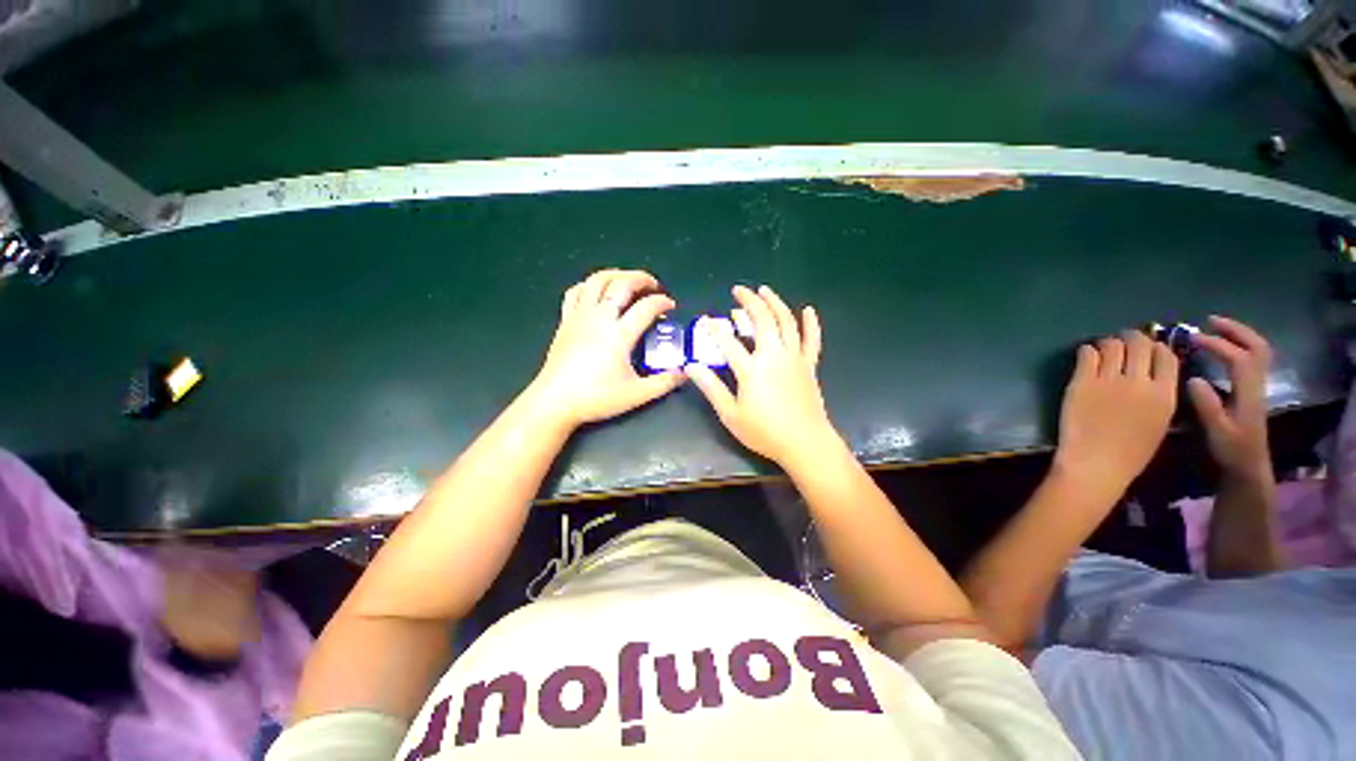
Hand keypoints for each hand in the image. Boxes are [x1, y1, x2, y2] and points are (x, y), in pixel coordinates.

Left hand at [529, 269, 684, 427]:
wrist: (555, 402)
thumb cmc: (596, 398)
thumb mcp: (636, 395)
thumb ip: (664, 383)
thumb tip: (684, 373)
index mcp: (619, 334)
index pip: (646, 307)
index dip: (662, 302)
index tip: (670, 307)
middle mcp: (600, 318)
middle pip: (622, 283)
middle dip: (642, 278)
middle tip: (654, 286)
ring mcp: (580, 316)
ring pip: (597, 280)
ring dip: (616, 274)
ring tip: (628, 281)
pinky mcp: (565, 320)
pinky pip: (576, 292)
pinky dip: (589, 285)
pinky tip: (598, 292)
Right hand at [686, 285, 834, 466]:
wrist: (805, 443)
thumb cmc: (764, 431)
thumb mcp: (730, 414)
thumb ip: (711, 388)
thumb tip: (690, 367)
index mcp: (752, 369)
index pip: (728, 341)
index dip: (714, 329)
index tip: (704, 319)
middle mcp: (774, 356)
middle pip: (762, 320)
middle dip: (749, 301)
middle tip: (738, 290)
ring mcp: (794, 358)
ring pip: (786, 322)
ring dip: (775, 303)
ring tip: (764, 290)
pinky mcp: (809, 365)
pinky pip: (811, 340)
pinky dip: (811, 323)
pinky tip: (808, 309)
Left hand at [1053, 331, 1178, 497]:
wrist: (1096, 463)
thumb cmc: (1130, 452)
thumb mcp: (1159, 422)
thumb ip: (1158, 395)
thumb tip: (1151, 375)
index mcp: (1165, 395)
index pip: (1166, 356)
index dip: (1156, 347)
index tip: (1147, 348)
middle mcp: (1139, 382)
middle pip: (1140, 344)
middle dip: (1132, 339)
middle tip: (1123, 342)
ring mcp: (1109, 380)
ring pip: (1112, 344)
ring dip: (1108, 343)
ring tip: (1103, 350)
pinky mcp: (1082, 382)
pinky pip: (1087, 354)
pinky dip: (1088, 350)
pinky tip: (1087, 356)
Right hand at [1187, 316, 1272, 477]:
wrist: (1248, 467)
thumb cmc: (1231, 450)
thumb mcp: (1217, 431)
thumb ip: (1207, 405)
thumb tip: (1193, 378)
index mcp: (1249, 392)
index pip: (1238, 358)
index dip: (1218, 345)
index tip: (1192, 338)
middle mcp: (1257, 384)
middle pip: (1257, 347)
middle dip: (1236, 330)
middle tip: (1210, 321)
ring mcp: (1256, 387)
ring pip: (1257, 351)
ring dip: (1239, 335)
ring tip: (1215, 328)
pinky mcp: (1251, 390)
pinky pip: (1251, 359)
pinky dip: (1239, 346)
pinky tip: (1221, 349)